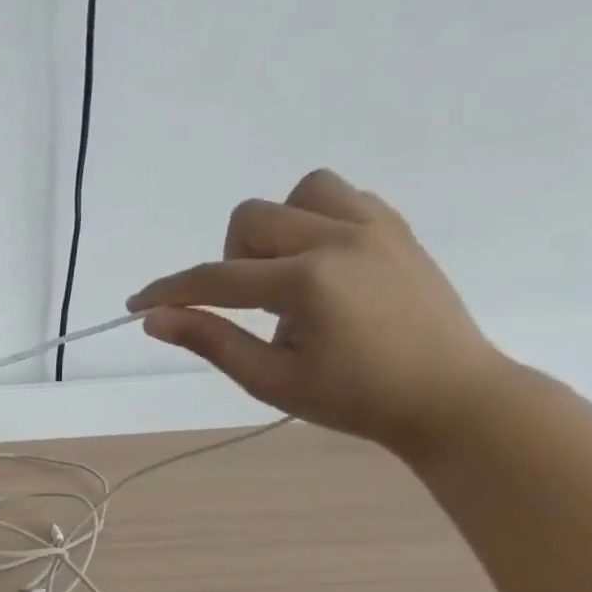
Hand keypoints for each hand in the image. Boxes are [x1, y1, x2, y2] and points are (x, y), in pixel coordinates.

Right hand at [127, 169, 508, 457]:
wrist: (454, 399)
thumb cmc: (356, 398)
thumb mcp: (270, 379)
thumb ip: (210, 341)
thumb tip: (154, 318)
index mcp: (308, 282)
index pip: (215, 277)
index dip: (169, 291)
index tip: (138, 304)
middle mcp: (341, 240)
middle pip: (252, 217)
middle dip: (231, 258)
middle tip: (248, 302)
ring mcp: (377, 229)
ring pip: (302, 192)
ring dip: (278, 227)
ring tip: (286, 272)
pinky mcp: (399, 231)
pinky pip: (346, 197)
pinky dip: (318, 220)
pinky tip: (322, 263)